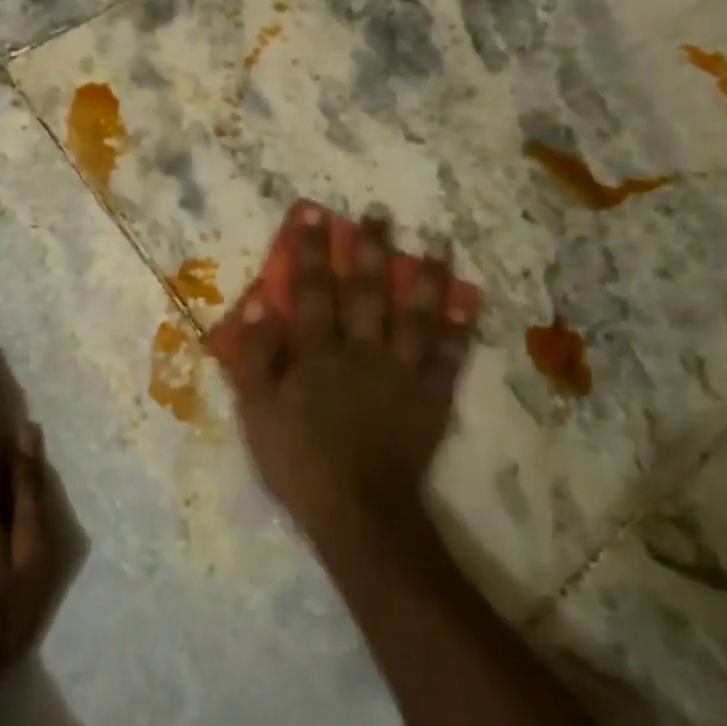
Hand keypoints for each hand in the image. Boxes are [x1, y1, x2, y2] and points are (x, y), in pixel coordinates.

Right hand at [226, 206, 477, 546]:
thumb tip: (259, 303)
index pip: (313, 290)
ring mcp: (402, 373)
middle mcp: (362, 350)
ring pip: (417, 315)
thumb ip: (256, 357)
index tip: (316, 215)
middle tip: (380, 214)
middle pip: (368, 291)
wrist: (357, 511)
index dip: (313, 251)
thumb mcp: (257, 412)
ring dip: (427, 277)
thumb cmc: (299, 462)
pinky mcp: (431, 398)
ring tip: (439, 244)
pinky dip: (461, 332)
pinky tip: (470, 306)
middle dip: (372, 249)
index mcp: (317, 352)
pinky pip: (449, 359)